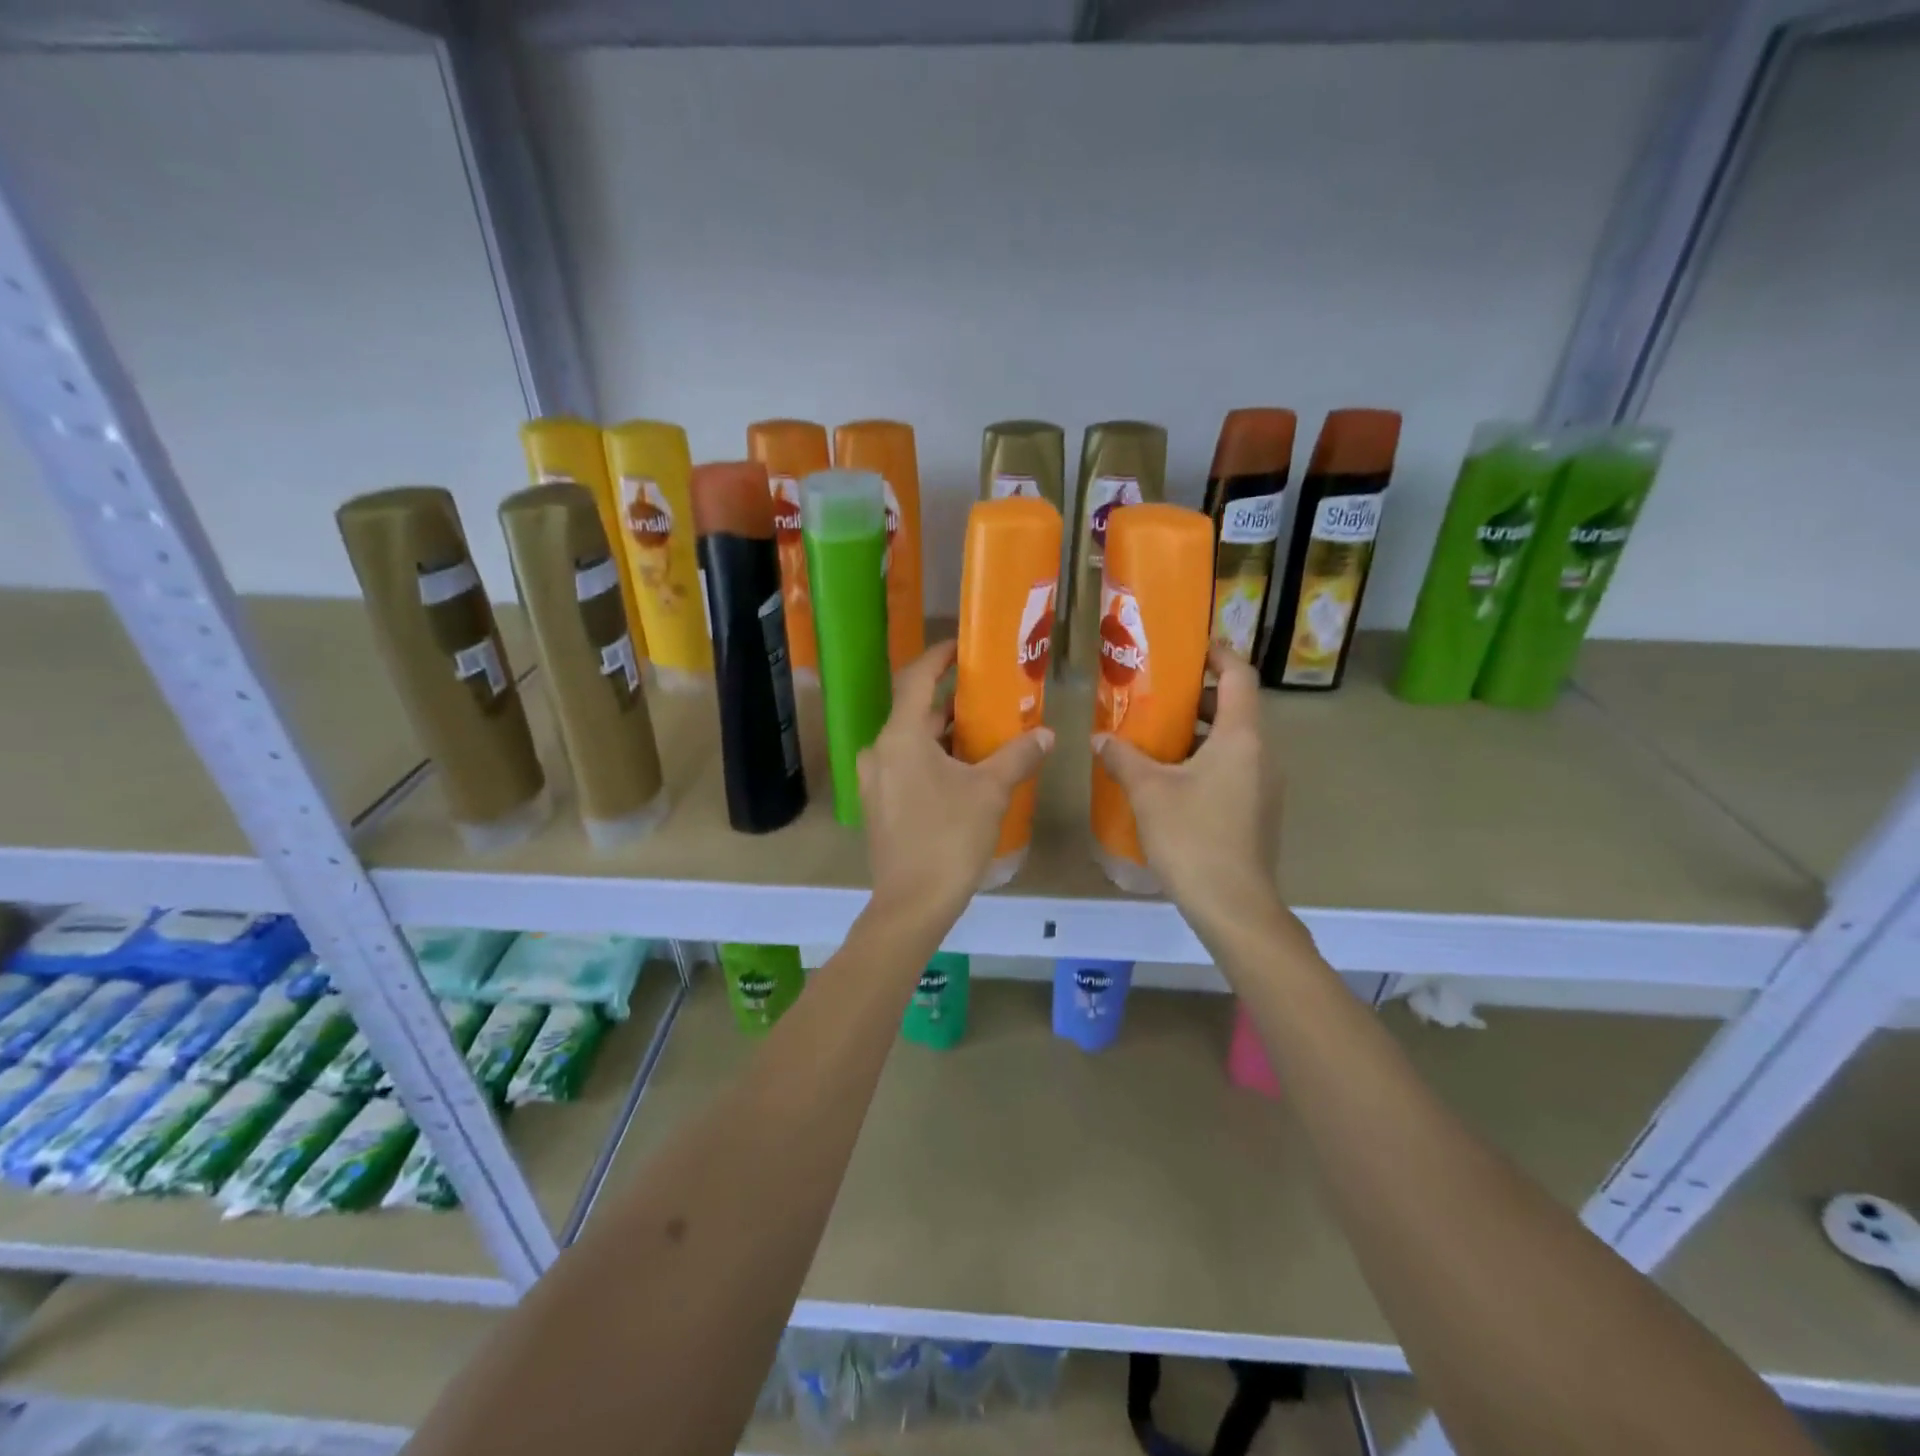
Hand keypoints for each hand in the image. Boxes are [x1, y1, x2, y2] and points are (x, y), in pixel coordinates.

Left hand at [858, 641, 1053, 921]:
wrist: (912, 904)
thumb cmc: (949, 839)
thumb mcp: (991, 792)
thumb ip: (1018, 756)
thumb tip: (1047, 733)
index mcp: (900, 737)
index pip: (917, 680)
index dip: (939, 658)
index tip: (962, 647)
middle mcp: (879, 751)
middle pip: (916, 712)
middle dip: (951, 702)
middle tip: (989, 693)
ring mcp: (875, 780)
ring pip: (912, 742)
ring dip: (944, 733)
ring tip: (985, 730)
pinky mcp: (880, 805)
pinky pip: (907, 766)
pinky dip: (934, 758)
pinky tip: (965, 769)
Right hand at [1093, 646, 1284, 934]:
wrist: (1234, 905)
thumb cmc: (1192, 837)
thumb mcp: (1148, 791)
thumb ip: (1122, 757)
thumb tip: (1100, 738)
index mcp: (1241, 737)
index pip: (1239, 675)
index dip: (1217, 653)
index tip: (1189, 647)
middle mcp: (1262, 753)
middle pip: (1234, 708)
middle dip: (1196, 696)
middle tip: (1154, 695)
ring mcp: (1264, 784)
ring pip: (1232, 741)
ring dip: (1196, 732)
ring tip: (1153, 735)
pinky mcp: (1257, 810)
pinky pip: (1233, 768)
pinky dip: (1204, 760)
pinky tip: (1168, 778)